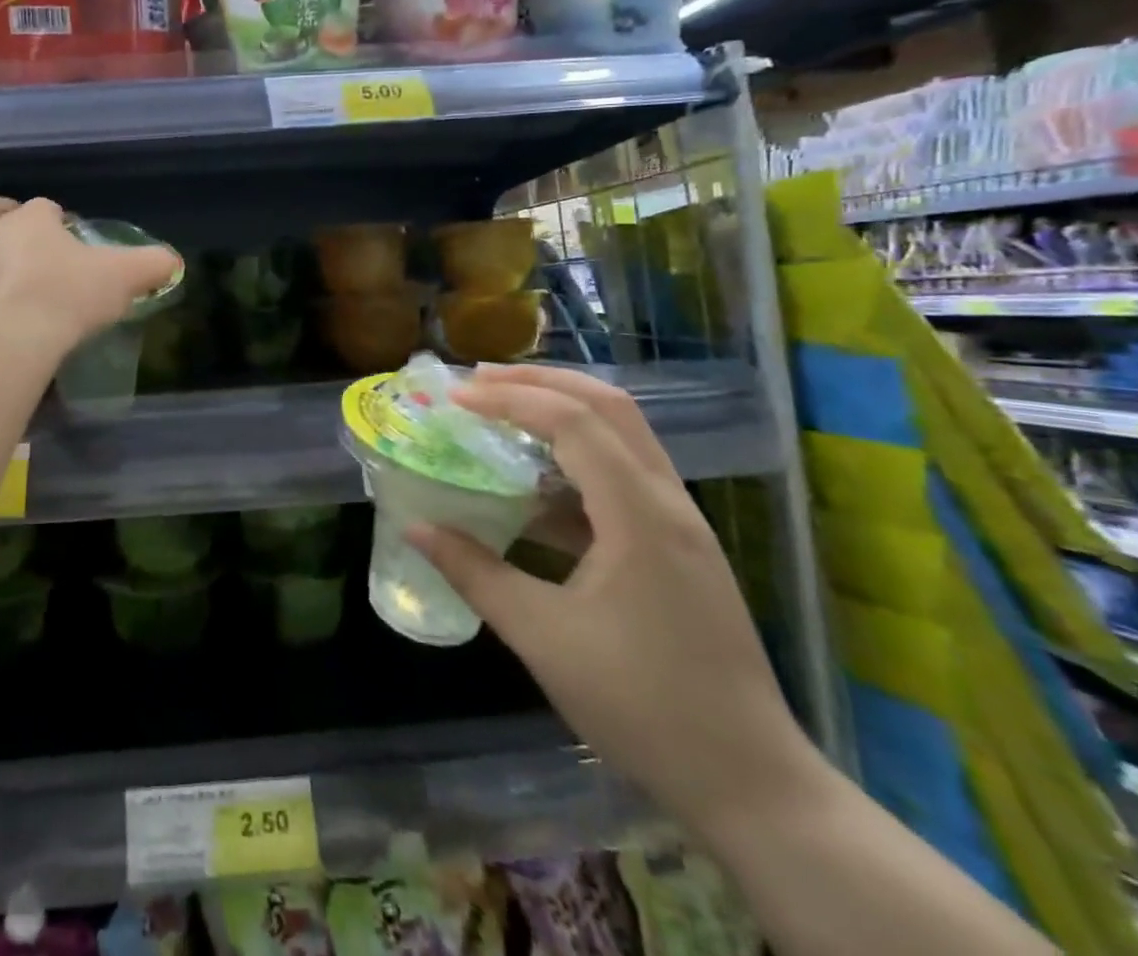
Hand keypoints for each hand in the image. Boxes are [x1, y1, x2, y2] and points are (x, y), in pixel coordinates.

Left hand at [0, 195, 179, 356]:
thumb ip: (152, 265)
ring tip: (27, 289)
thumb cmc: (68, 292)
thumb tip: (173, 262)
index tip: (72, 233)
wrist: (15, 340)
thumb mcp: (124, 276)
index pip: (40, 206)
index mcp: (29, 221)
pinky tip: (19, 324)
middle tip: (16, 232)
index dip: (54, 215)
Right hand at [406, 364, 824, 838]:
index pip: (573, 422)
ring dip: (560, 414)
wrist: (753, 787)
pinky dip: (573, 461)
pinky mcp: (676, 549)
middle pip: (609, 407)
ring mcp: (679, 525)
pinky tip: (531, 489)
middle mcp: (668, 503)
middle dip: (542, 383)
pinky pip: (622, 478)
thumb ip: (474, 572)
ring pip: (621, 437)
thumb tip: (416, 528)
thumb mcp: (542, 637)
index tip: (456, 398)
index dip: (510, 400)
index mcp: (640, 515)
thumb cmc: (643, 706)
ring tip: (500, 414)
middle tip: (480, 381)